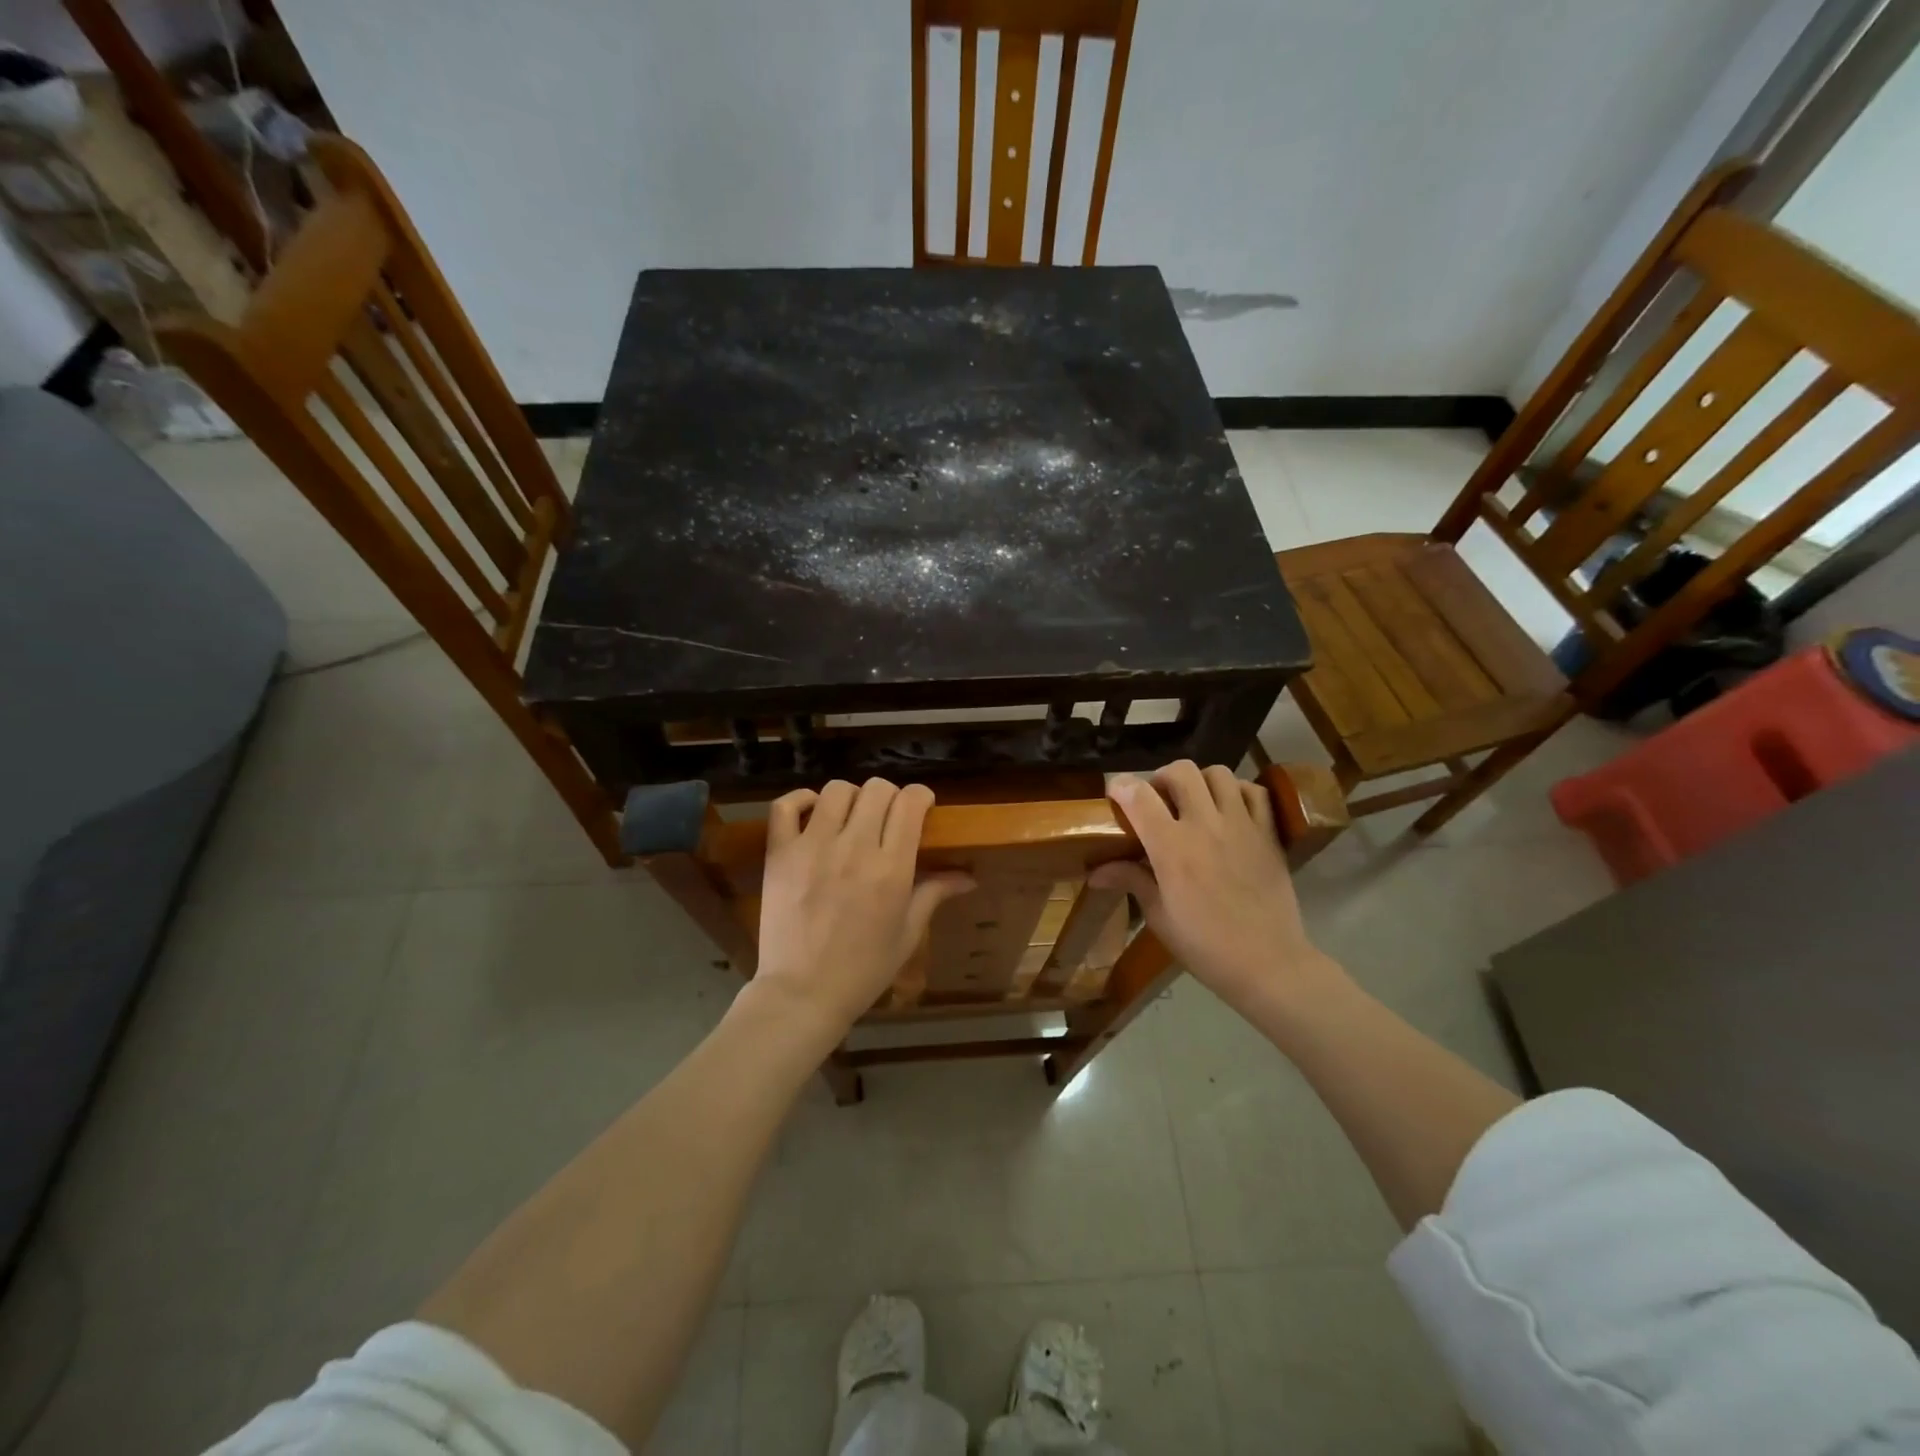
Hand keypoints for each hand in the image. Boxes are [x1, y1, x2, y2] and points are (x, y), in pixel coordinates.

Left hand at [747, 779, 974, 1040]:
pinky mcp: (780, 854)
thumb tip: (969, 877)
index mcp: (892, 868)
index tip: (920, 807)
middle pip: (878, 789)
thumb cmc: (864, 969)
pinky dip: (801, 799)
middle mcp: (855, 848)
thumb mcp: (907, 934)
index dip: (920, 797)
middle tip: (887, 818)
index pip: (910, 803)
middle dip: (890, 796)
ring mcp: (813, 847)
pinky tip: (814, 813)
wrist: (803, 993)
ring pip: (837, 790)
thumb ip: (935, 894)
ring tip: (851, 818)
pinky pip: (786, 806)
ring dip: (851, 798)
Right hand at [1089, 761, 1345, 1017]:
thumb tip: (1095, 872)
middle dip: (1161, 778)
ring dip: (1200, 781)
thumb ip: (1130, 881)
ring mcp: (1241, 825)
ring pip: (1218, 773)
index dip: (1121, 787)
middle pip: (1181, 771)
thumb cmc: (1205, 945)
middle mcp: (1205, 825)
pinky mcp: (1268, 833)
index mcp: (1172, 847)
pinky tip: (1230, 810)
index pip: (1139, 796)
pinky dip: (1238, 791)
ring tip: (1195, 802)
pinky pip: (1255, 791)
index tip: (1116, 795)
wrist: (1267, 963)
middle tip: (1158, 800)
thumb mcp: (1159, 916)